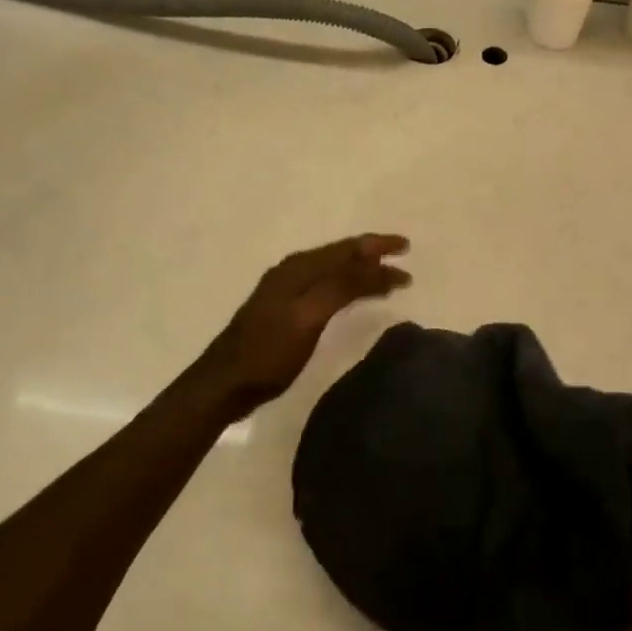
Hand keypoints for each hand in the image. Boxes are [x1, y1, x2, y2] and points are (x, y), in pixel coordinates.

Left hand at [193, 234, 411, 411]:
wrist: (225, 384)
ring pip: (332, 269)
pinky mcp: (283, 309)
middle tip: (402, 254)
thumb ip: (341, 288)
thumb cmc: (269, 353)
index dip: (376, 246)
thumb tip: (375, 266)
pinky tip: (352, 296)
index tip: (406, 247)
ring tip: (386, 276)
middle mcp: (292, 271)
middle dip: (372, 254)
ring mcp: (285, 289)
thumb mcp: (308, 317)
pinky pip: (324, 285)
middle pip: (339, 255)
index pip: (346, 249)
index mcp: (298, 268)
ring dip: (361, 269)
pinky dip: (346, 285)